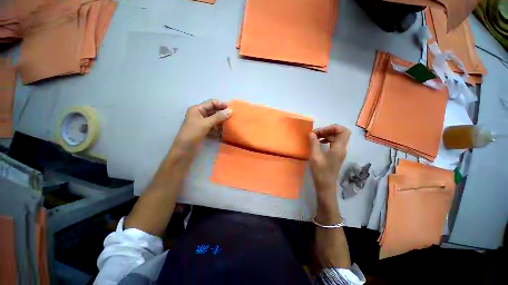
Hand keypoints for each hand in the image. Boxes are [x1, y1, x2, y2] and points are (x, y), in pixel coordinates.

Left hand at [176, 99, 231, 145]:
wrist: (185, 149)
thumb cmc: (193, 133)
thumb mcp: (206, 123)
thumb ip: (218, 116)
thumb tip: (230, 110)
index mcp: (197, 109)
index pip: (211, 103)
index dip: (221, 104)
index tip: (231, 109)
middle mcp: (199, 114)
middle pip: (213, 111)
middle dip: (222, 113)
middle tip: (232, 116)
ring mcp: (202, 123)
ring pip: (214, 119)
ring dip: (221, 121)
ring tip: (230, 123)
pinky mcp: (204, 130)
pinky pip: (213, 126)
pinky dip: (218, 128)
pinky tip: (224, 130)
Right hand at [308, 124, 350, 195]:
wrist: (325, 186)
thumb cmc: (320, 171)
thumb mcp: (315, 156)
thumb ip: (314, 143)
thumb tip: (311, 133)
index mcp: (339, 148)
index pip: (344, 131)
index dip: (333, 127)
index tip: (321, 131)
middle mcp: (342, 149)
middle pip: (340, 133)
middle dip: (327, 130)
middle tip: (315, 134)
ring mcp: (339, 152)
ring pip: (336, 138)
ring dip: (326, 135)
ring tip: (315, 137)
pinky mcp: (335, 156)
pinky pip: (333, 143)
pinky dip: (327, 140)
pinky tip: (319, 142)